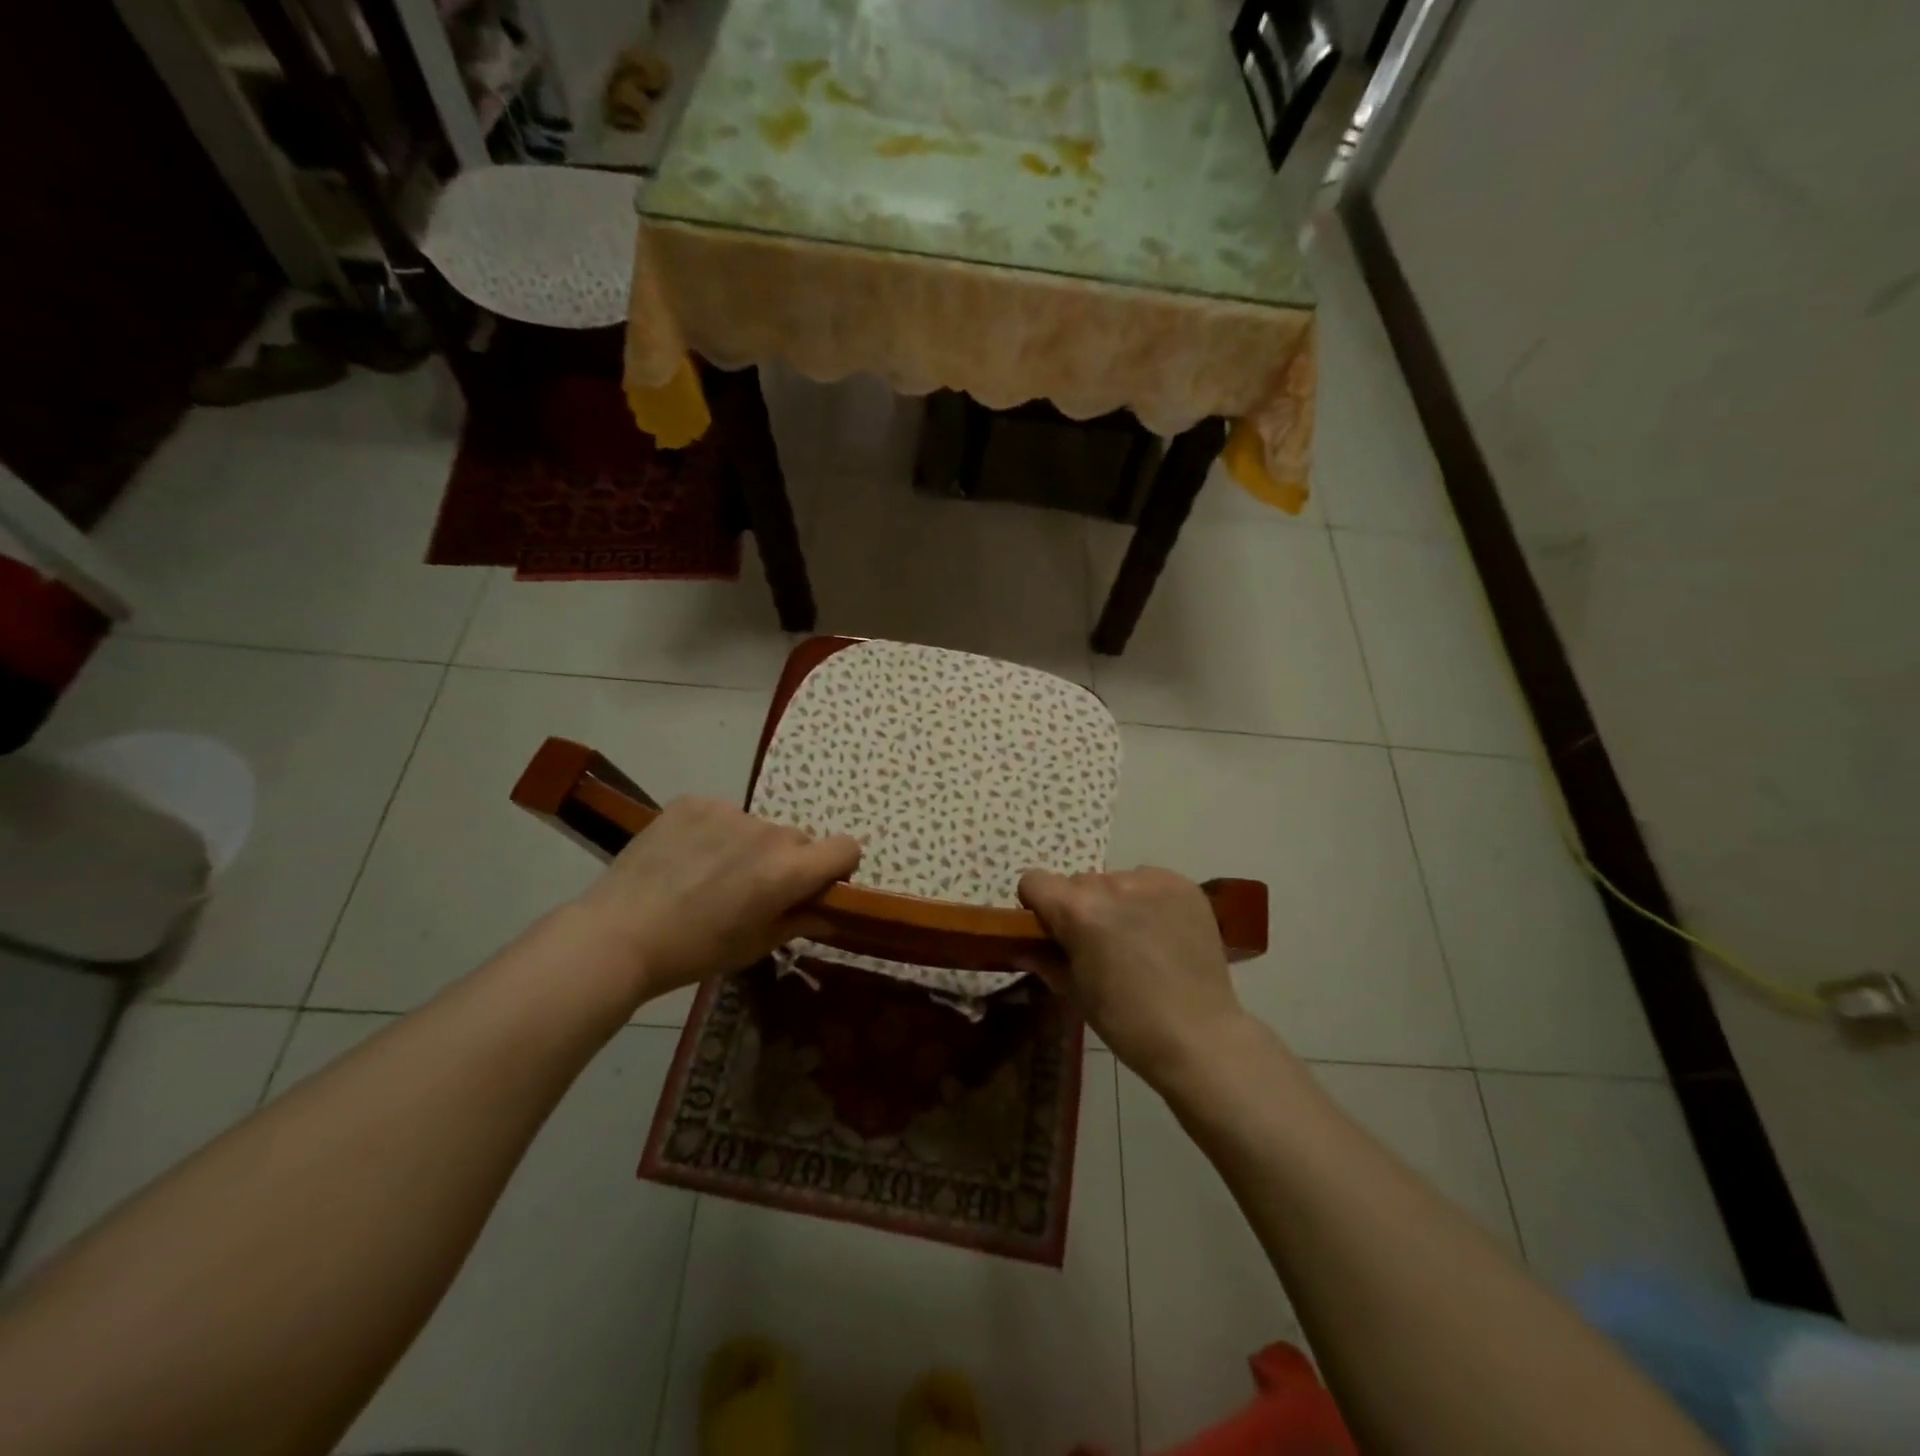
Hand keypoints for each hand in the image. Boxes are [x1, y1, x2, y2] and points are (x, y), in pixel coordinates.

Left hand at [572, 797, 861, 1002]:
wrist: (618, 935)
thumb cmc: (694, 951)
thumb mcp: (755, 945)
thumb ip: (800, 920)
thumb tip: (829, 912)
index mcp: (788, 870)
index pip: (846, 847)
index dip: (839, 866)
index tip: (817, 885)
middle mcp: (767, 832)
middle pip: (798, 839)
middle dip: (788, 862)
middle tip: (753, 890)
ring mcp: (728, 811)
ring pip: (758, 827)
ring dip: (749, 846)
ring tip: (710, 875)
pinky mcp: (694, 802)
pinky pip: (722, 814)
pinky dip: (715, 833)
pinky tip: (686, 858)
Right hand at [1018, 867, 1251, 1088]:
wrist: (1199, 1037)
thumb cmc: (1126, 1021)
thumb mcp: (1074, 992)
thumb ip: (1044, 958)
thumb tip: (1023, 944)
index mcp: (1077, 910)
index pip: (1034, 881)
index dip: (1038, 905)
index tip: (1053, 931)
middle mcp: (1111, 885)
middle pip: (1078, 882)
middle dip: (1080, 907)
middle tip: (1098, 944)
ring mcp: (1151, 881)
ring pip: (1114, 881)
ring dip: (1115, 902)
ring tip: (1137, 939)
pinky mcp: (1183, 885)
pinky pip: (1148, 881)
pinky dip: (1147, 900)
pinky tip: (1161, 931)